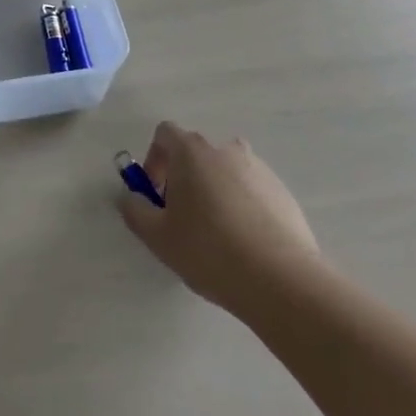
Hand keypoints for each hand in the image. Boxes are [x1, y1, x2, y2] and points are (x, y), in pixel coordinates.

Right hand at [118, 122, 321, 320]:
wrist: (282, 281)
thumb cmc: (209, 250)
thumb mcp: (157, 236)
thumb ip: (134, 210)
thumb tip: (130, 197)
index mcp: (192, 153)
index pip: (165, 134)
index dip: (154, 159)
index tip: (156, 194)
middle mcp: (226, 151)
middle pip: (197, 153)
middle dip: (185, 177)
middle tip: (182, 216)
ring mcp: (260, 170)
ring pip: (227, 172)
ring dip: (215, 190)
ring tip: (216, 233)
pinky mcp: (285, 195)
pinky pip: (253, 191)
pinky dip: (243, 207)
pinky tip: (245, 244)